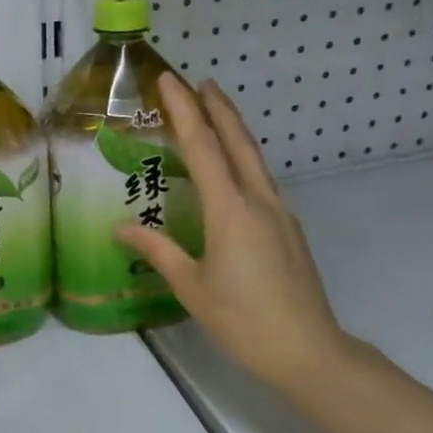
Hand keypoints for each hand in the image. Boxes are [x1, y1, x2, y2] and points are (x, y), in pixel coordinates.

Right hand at [117, 75, 353, 394]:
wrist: (310, 352)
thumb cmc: (243, 320)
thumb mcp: (191, 287)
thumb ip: (157, 251)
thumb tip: (122, 227)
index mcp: (230, 210)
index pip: (203, 147)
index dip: (184, 110)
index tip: (169, 80)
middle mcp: (258, 201)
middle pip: (237, 142)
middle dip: (218, 108)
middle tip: (199, 82)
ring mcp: (279, 214)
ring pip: (253, 160)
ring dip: (233, 131)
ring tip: (213, 114)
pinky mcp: (287, 230)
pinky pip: (260, 182)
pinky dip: (241, 161)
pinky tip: (230, 173)